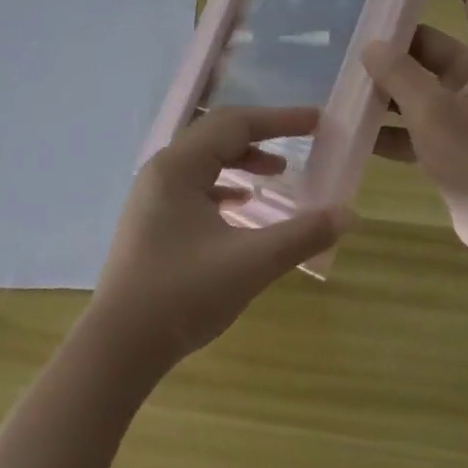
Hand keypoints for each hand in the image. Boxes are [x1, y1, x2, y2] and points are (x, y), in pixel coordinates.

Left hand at [86, 107, 352, 373]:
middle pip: (217, 134)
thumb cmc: (183, 295)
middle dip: (262, 134)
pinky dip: (223, 185)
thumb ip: (302, 234)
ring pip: (204, 160)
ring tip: (278, 173)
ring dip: (242, 159)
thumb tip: (349, 214)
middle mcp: (162, 170)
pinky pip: (193, 185)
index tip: (317, 121)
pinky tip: (241, 204)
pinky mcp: (152, 220)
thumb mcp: (251, 263)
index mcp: (179, 167)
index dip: (280, 120)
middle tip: (303, 139)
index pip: (235, 124)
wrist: (119, 347)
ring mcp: (152, 195)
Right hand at [363, 0, 467, 258]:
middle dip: (395, 41)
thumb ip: (400, 76)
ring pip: (420, 85)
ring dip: (387, 85)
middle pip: (435, 45)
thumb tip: (370, 46)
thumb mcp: (436, 115)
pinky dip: (391, 125)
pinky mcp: (456, 142)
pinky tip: (352, 128)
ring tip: (340, 75)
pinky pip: (417, 121)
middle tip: (349, 27)